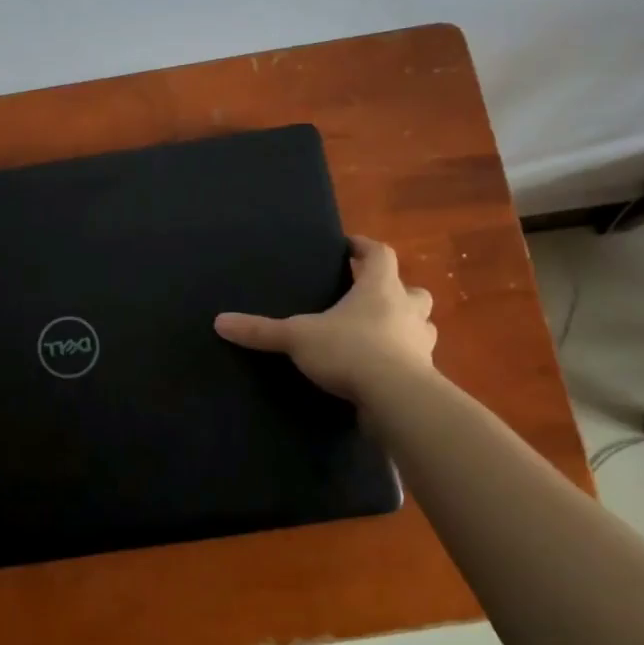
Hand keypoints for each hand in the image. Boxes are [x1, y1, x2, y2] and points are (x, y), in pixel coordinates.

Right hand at [214, 236, 434, 401]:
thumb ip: (261, 330)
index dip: (365, 247)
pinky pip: (416, 360)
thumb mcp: (298, 337)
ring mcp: (419, 343)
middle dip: (395, 290)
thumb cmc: (350, 351)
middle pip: (411, 289)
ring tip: (380, 334)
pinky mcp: (424, 375)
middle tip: (370, 296)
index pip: (380, 254)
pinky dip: (402, 360)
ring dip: (404, 325)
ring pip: (420, 325)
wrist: (396, 398)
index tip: (350, 246)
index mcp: (380, 289)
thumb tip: (219, 321)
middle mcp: (407, 310)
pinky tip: (381, 371)